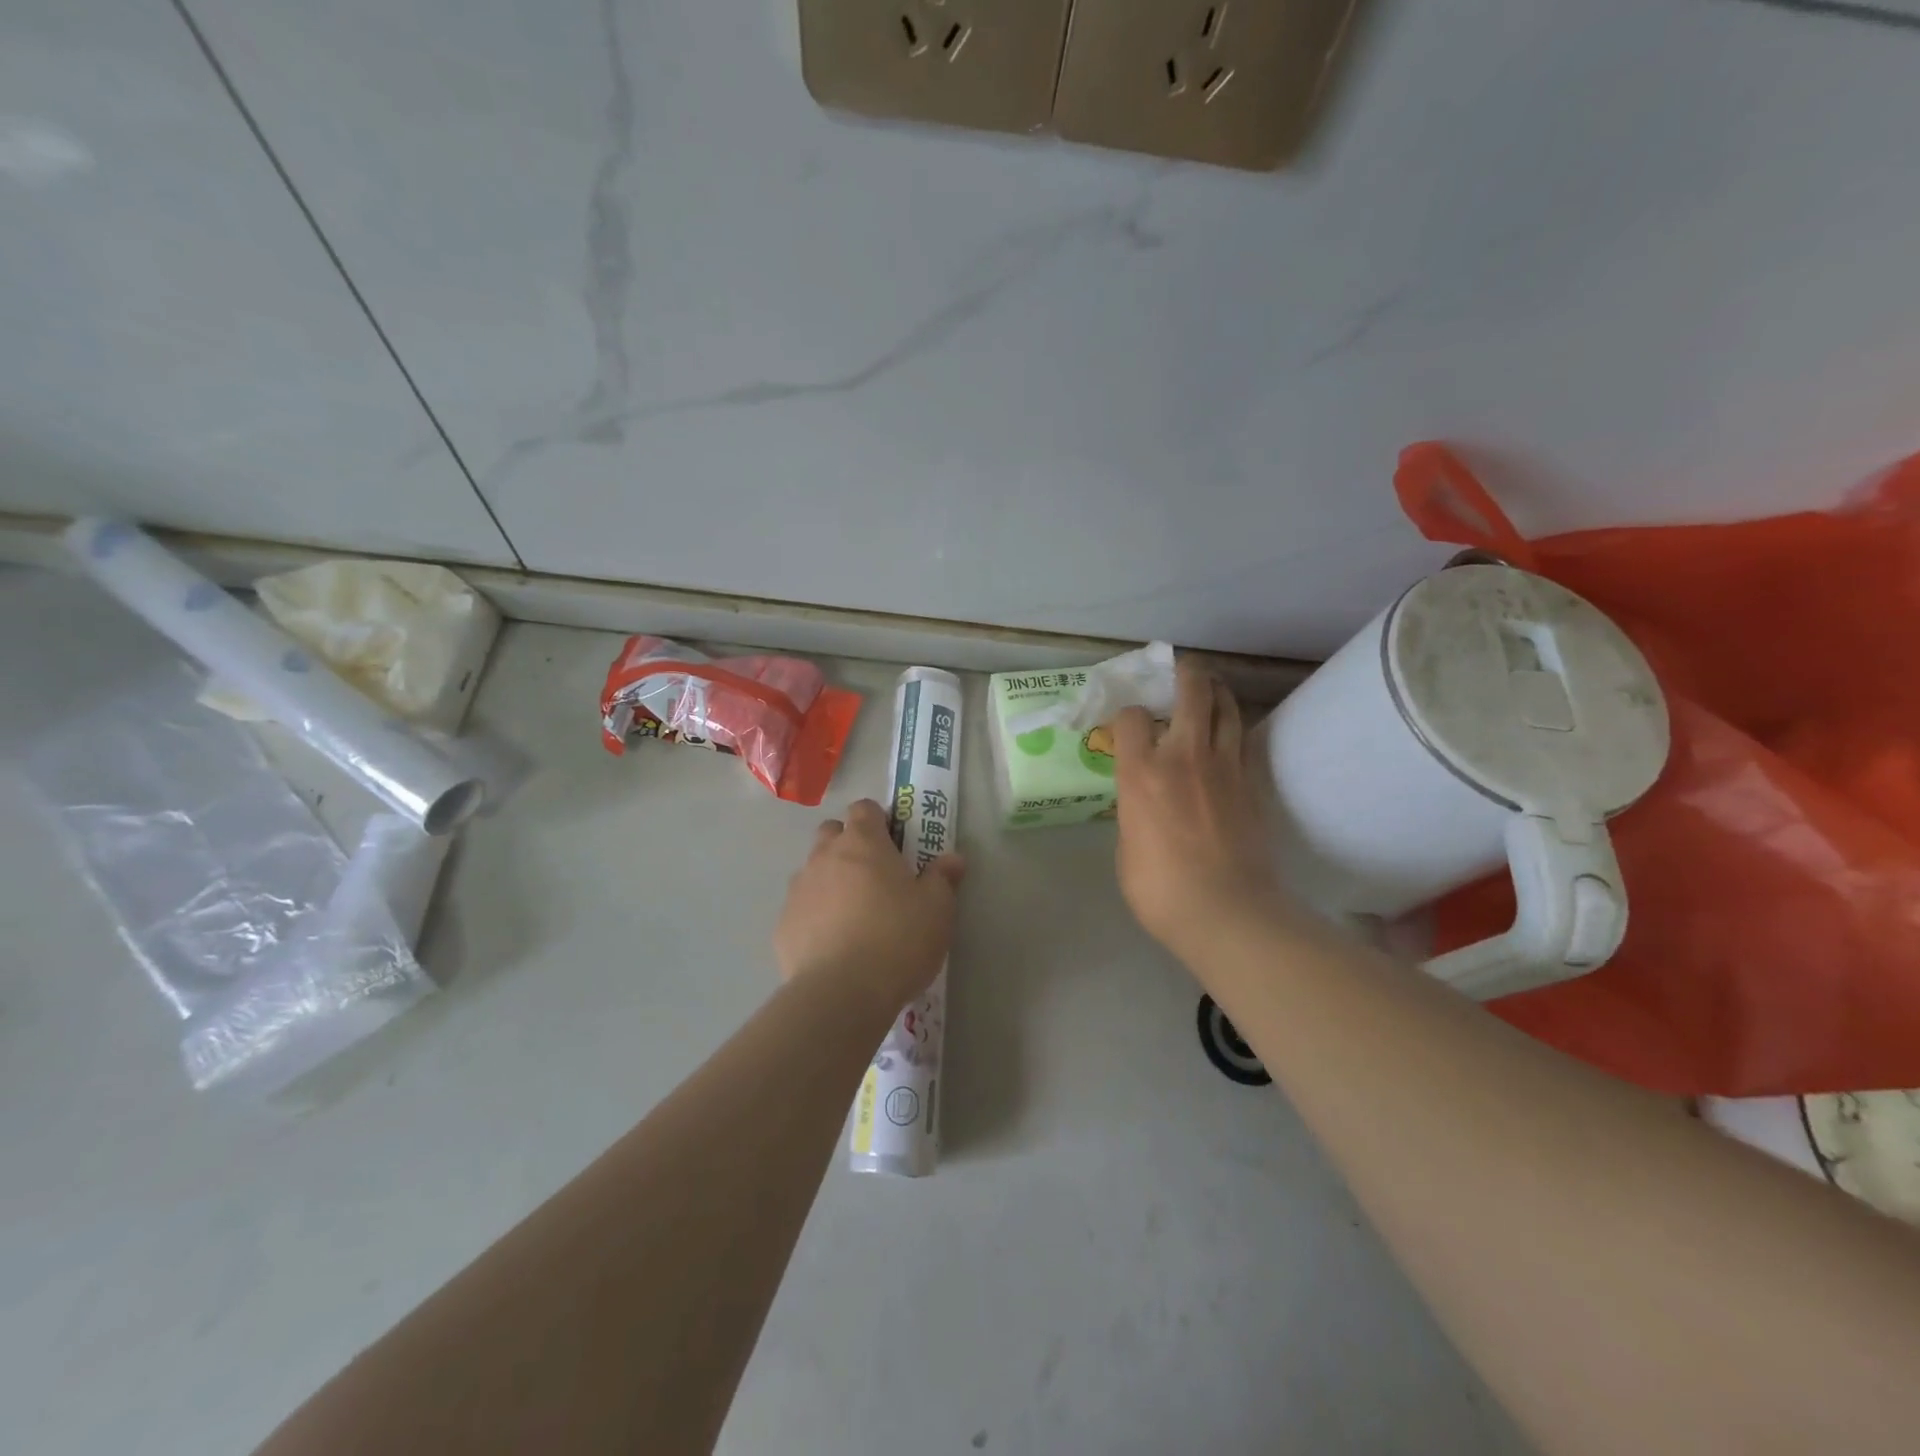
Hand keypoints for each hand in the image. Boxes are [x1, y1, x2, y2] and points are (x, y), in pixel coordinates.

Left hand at [775, 799, 964, 1013]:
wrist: (841, 993)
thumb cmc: (898, 939)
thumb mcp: (937, 909)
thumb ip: (943, 878)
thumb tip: (953, 859)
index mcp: (863, 843)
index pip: (864, 808)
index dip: (879, 820)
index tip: (895, 843)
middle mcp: (825, 856)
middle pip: (832, 833)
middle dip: (850, 845)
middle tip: (875, 876)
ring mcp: (799, 890)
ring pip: (813, 870)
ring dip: (831, 880)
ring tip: (853, 915)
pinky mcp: (783, 925)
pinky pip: (801, 908)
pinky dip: (815, 916)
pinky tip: (833, 944)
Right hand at [1113, 660, 1287, 961]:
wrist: (1226, 911)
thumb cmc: (1160, 889)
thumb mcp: (1126, 846)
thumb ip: (1133, 811)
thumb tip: (1143, 803)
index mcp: (1140, 773)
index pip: (1130, 717)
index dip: (1125, 715)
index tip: (1125, 725)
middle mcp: (1182, 756)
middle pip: (1190, 691)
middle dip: (1184, 674)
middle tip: (1179, 672)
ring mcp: (1224, 766)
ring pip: (1227, 706)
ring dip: (1216, 692)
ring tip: (1208, 691)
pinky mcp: (1252, 783)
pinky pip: (1244, 739)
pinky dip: (1234, 727)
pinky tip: (1228, 734)